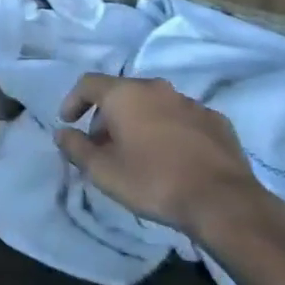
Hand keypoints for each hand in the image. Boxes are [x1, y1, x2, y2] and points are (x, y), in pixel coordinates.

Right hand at [54, 75, 284, 250]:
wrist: (222, 201)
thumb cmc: (153, 181)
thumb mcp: (103, 171)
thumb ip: (76, 148)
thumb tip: (62, 133)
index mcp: (126, 94)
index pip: (88, 83)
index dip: (73, 100)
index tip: (68, 123)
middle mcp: (157, 88)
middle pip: (122, 92)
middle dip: (106, 115)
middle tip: (102, 145)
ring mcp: (190, 102)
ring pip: (154, 104)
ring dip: (139, 122)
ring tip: (137, 153)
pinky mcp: (216, 120)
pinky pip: (181, 118)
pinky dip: (168, 130)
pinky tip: (172, 157)